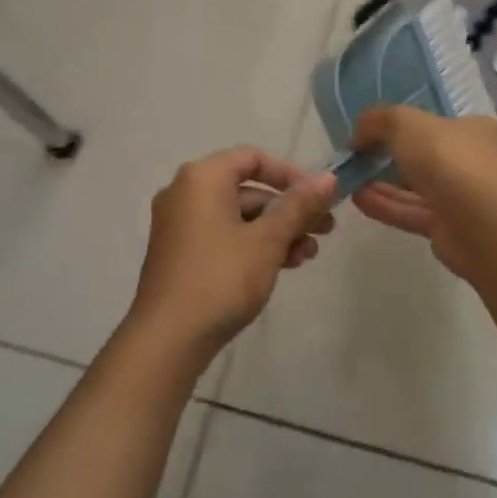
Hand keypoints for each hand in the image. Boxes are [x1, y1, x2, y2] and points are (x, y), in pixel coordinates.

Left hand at [128, 147, 338, 365]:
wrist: (167, 339)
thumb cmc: (220, 278)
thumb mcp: (267, 241)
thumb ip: (299, 206)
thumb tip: (329, 179)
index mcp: (202, 178)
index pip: (253, 158)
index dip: (290, 174)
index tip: (319, 197)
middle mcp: (185, 192)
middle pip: (247, 189)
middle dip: (289, 210)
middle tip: (325, 230)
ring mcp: (179, 224)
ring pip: (237, 216)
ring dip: (276, 231)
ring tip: (308, 255)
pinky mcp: (179, 253)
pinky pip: (222, 235)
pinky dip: (252, 245)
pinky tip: (282, 266)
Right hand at [350, 107, 496, 280]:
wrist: (485, 225)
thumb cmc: (450, 160)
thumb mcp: (405, 123)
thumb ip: (377, 121)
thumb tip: (357, 134)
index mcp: (474, 131)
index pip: (436, 124)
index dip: (402, 126)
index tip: (371, 133)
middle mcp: (474, 162)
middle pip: (426, 157)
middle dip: (390, 157)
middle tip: (357, 158)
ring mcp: (465, 199)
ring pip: (417, 188)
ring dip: (383, 183)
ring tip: (349, 179)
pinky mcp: (452, 230)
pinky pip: (413, 212)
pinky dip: (387, 205)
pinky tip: (358, 199)